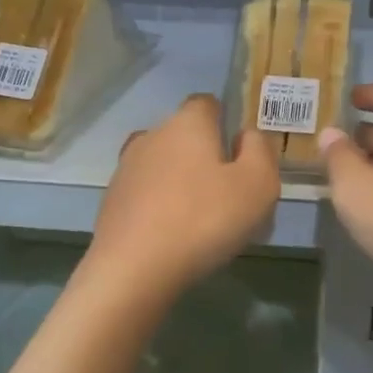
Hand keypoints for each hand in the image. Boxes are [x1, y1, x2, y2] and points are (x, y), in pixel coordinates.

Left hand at [86, 94, 280, 299]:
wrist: (133, 269)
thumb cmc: (204, 220)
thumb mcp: (258, 185)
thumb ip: (260, 151)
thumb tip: (248, 135)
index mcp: (187, 123)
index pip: (207, 103)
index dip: (226, 122)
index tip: (241, 155)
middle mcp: (152, 135)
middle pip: (185, 136)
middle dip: (206, 157)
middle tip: (229, 195)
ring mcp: (126, 168)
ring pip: (164, 165)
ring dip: (182, 183)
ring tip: (202, 220)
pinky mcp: (112, 200)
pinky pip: (146, 193)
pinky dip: (161, 205)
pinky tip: (174, 236)